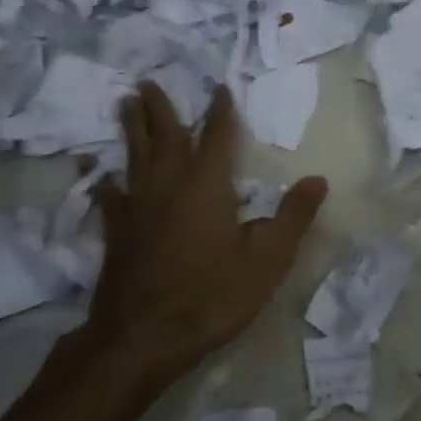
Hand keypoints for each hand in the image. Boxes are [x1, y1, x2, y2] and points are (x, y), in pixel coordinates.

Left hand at [80, 81, 326, 387]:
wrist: (143, 338)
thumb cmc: (212, 296)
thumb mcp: (268, 260)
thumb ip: (293, 216)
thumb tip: (318, 179)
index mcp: (207, 185)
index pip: (217, 136)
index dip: (221, 111)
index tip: (219, 88)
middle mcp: (168, 185)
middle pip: (164, 136)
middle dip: (160, 108)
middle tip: (148, 82)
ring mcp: (137, 208)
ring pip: (134, 157)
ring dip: (133, 129)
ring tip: (125, 104)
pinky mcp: (116, 233)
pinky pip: (111, 196)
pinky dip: (108, 182)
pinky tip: (102, 178)